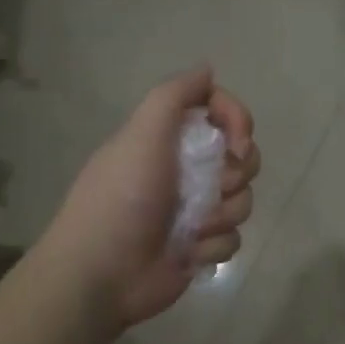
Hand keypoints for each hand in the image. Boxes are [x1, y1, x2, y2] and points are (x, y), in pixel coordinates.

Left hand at [45, 67, 260, 330]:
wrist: (102, 274)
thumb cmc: (122, 198)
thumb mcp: (141, 134)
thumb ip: (175, 96)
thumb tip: (207, 69)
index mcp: (169, 138)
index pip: (219, 111)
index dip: (237, 120)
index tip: (237, 142)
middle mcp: (185, 169)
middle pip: (241, 156)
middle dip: (237, 172)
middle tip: (215, 186)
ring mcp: (194, 209)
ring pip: (242, 199)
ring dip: (222, 214)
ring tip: (192, 228)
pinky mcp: (199, 246)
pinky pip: (233, 238)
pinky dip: (213, 246)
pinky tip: (188, 254)